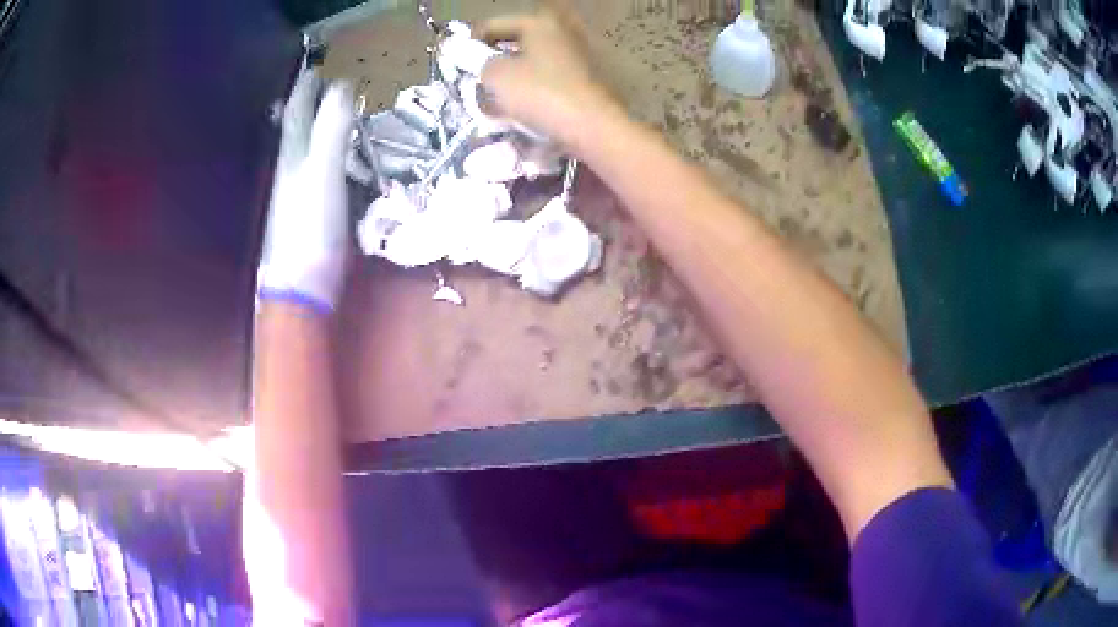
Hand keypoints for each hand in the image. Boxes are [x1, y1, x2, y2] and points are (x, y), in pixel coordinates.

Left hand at [258, 69, 353, 312]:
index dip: (305, 88)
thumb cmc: (310, 230)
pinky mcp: (308, 214)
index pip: (296, 112)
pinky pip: (314, 172)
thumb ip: (332, 129)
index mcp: (292, 157)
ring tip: (326, 113)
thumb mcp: (324, 172)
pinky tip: (330, 160)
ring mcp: (295, 195)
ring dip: (313, 127)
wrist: (299, 290)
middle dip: (304, 104)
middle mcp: (289, 171)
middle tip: (319, 85)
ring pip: (302, 150)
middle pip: (294, 129)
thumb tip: (343, 84)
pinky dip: (322, 156)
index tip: (316, 66)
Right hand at [479, 0, 618, 143]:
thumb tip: (483, 64)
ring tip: (499, 100)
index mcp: (538, 22)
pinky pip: (550, 76)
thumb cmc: (540, 94)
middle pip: (515, 42)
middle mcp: (561, 30)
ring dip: (513, 77)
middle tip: (478, 83)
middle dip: (494, 61)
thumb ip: (480, 63)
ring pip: (532, 61)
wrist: (592, 126)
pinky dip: (534, 86)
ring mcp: (578, 52)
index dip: (469, 44)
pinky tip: (525, 106)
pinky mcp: (588, 76)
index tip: (458, 66)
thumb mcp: (496, 76)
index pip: (492, 26)